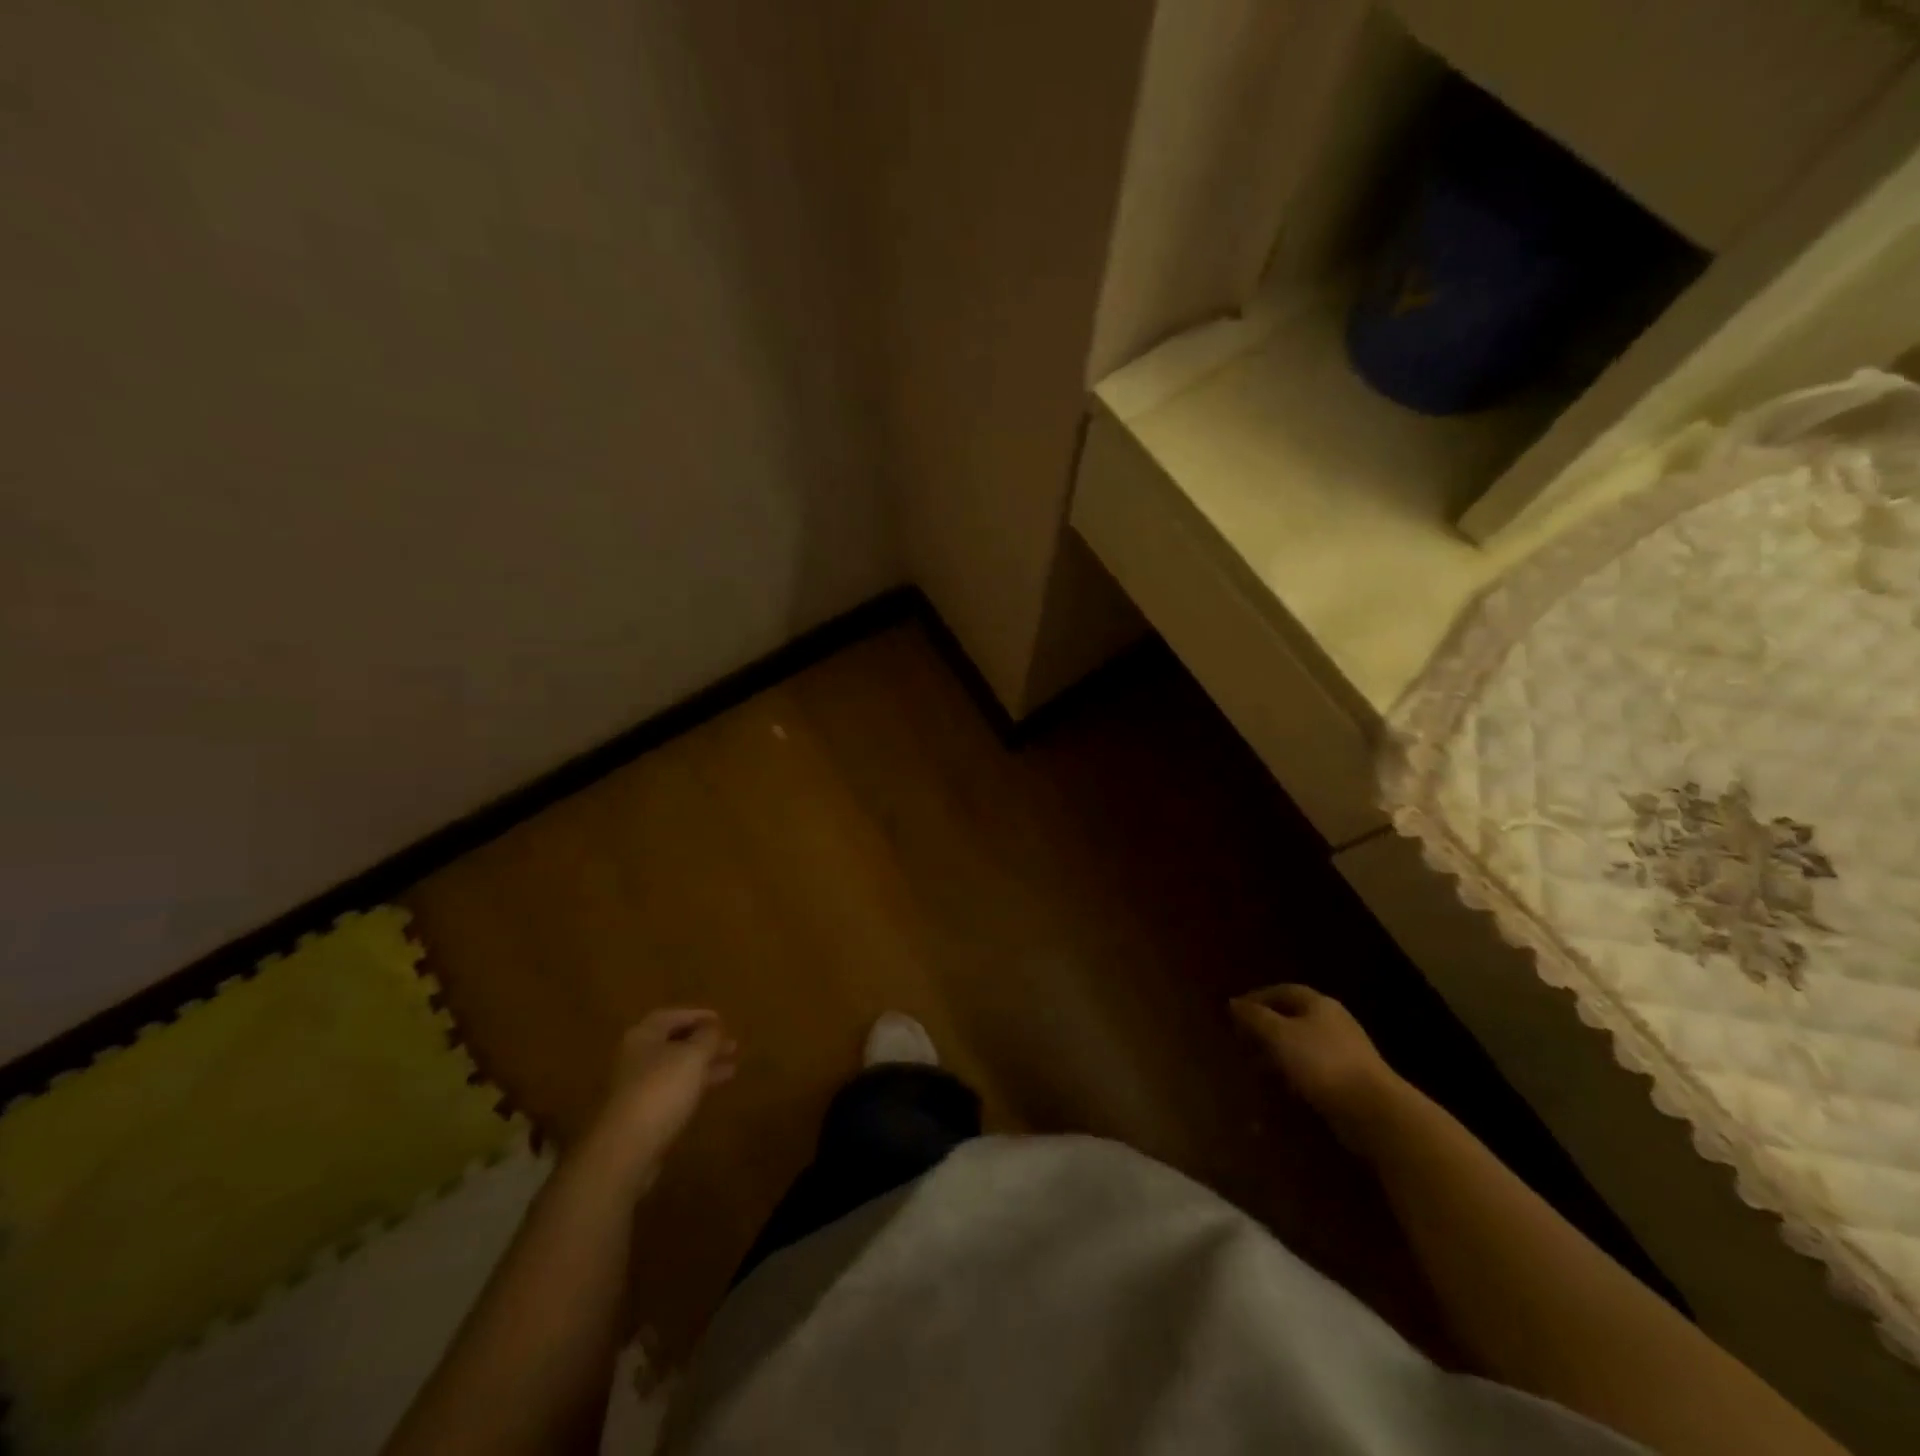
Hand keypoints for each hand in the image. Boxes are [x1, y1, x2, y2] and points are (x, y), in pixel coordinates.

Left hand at [593, 1009, 738, 1168]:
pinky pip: (672, 1091)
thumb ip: (707, 1036)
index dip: (698, 1015)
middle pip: (673, 1043)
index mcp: (643, 1036)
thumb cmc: (661, 1089)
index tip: (722, 1020)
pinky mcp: (641, 1114)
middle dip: (703, 1043)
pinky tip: (709, 1091)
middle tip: (731, 1045)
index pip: (672, 1016)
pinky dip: (693, 1086)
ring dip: (702, 1066)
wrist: (626, 1149)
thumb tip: (713, 1027)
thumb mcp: (693, 1055)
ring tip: (731, 1068)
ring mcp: (637, 1088)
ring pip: (675, 1068)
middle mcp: (636, 1057)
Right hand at [1232, 985, 1402, 1143]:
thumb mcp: (1279, 1035)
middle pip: (1292, 1017)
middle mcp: (1333, 1022)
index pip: (1283, 991)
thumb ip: (1254, 1017)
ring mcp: (1344, 1052)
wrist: (1374, 1110)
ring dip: (1277, 1054)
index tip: (1234, 1012)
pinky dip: (1294, 1074)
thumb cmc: (1321, 1062)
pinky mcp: (1349, 1080)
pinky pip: (1313, 1069)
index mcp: (1319, 1005)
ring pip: (1301, 1045)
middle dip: (1265, 1028)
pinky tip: (1283, 1088)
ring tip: (1256, 1068)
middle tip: (1242, 1041)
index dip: (1257, 998)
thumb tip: (1233, 1002)